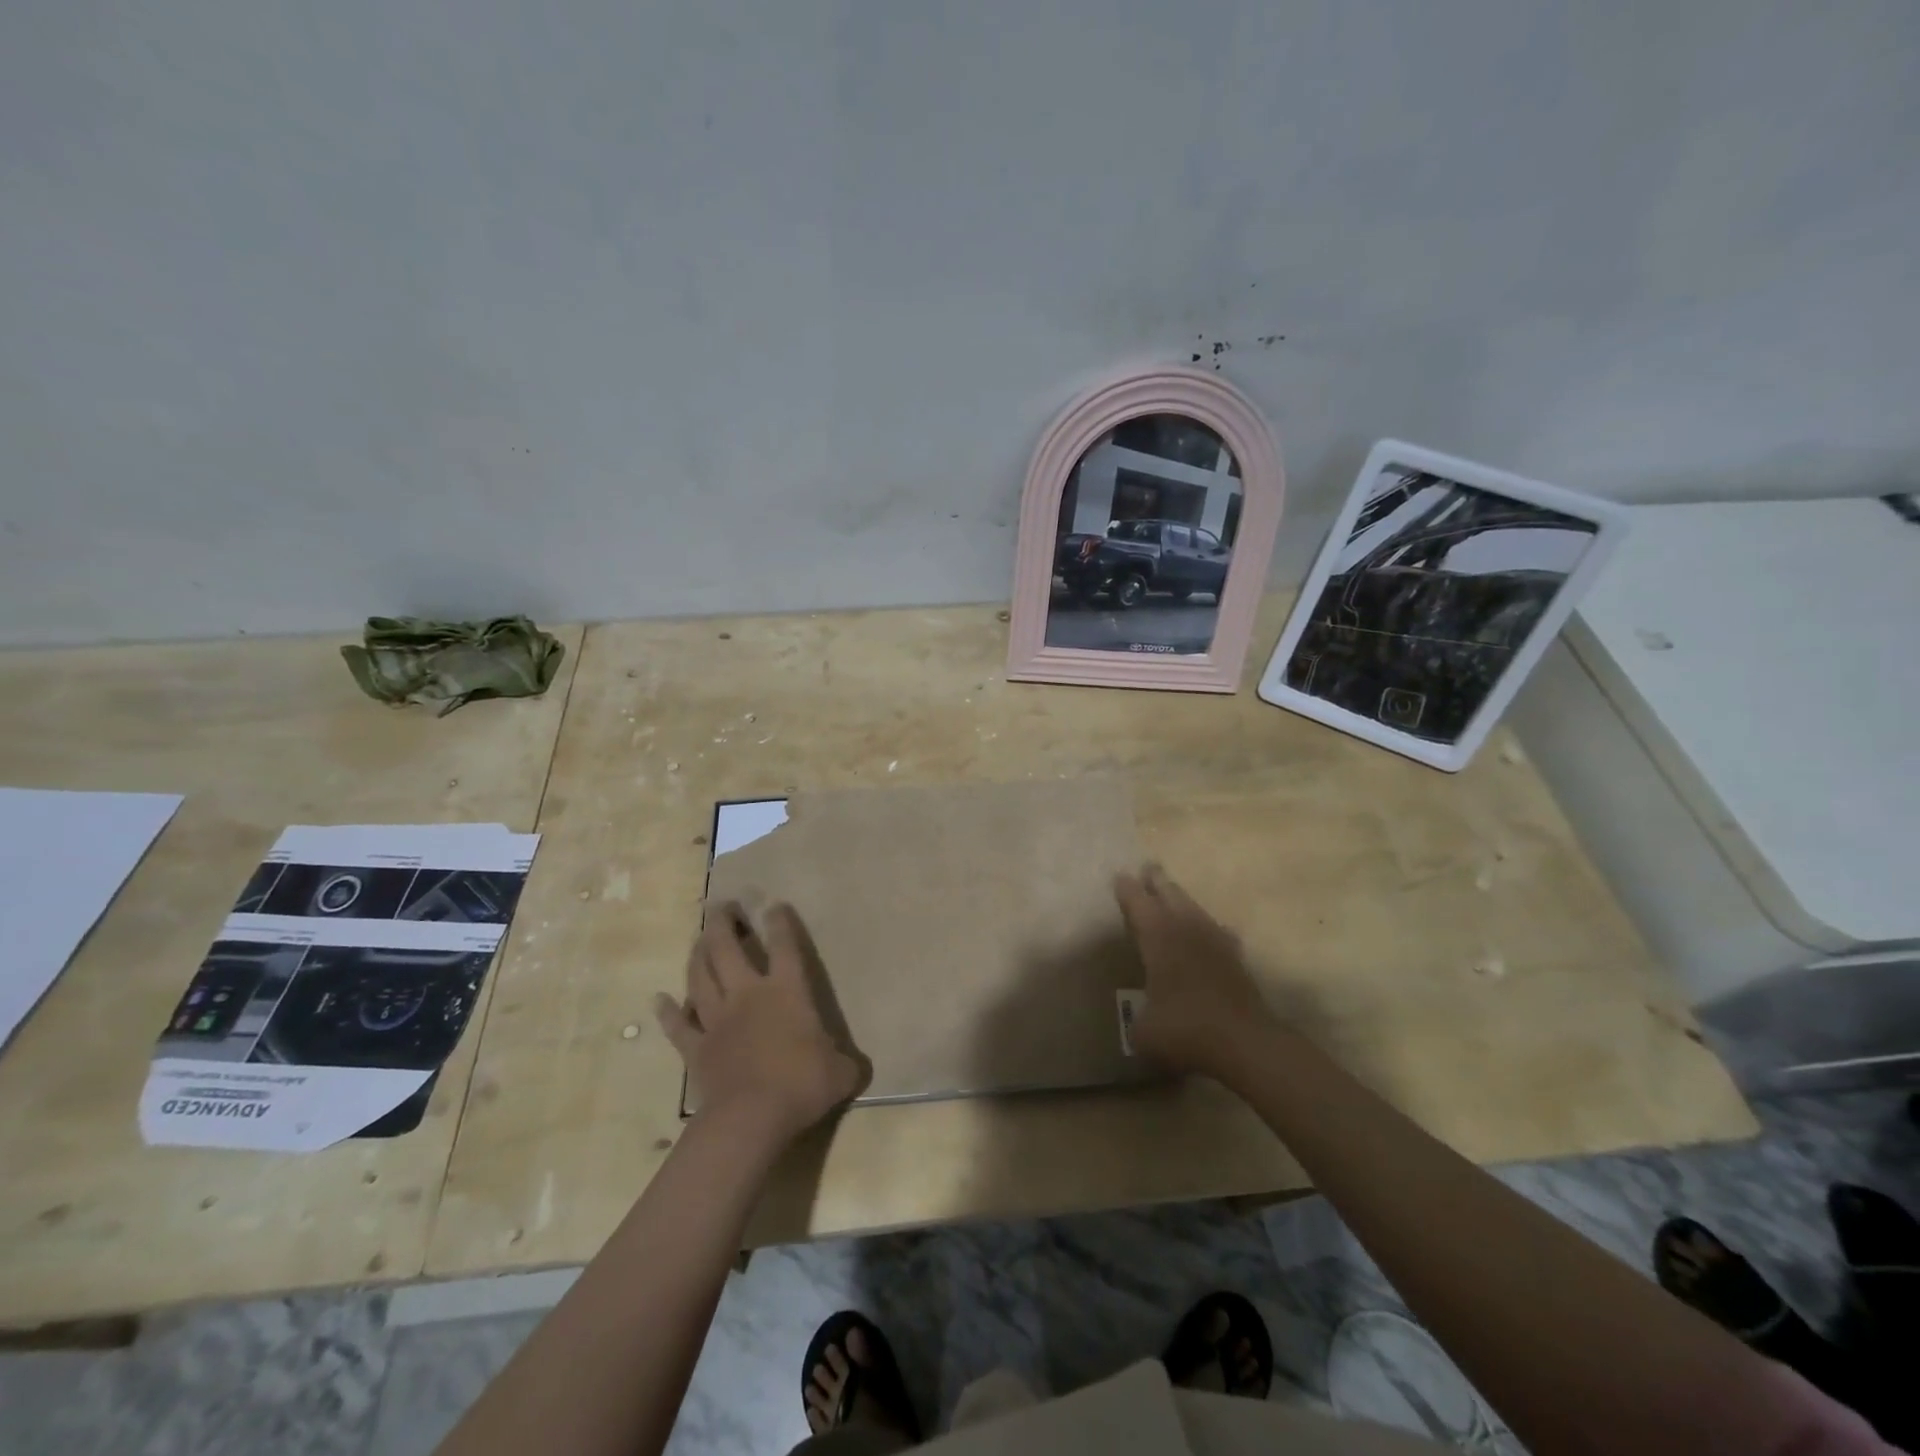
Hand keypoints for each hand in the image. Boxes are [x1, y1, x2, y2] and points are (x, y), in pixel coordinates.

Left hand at [655, 901, 868, 1147]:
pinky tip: (659, 1000)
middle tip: (720, 907)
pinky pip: (678, 1026)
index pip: (784, 946)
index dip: (780, 922)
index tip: (774, 904)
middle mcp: (748, 995)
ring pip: (700, 977)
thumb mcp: (842, 1073)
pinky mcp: (696, 1048)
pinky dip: (668, 1012)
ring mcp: (717, 1020)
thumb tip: (858, 1067)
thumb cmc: (801, 1085)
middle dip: (723, 923)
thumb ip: (847, 1063)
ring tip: (698, 939)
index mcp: (787, 991)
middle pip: (728, 948)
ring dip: (697, 955)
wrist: (751, 1117)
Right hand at [1115, 864, 1277, 1080]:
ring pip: (1196, 910)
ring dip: (1183, 900)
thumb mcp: (1144, 1032)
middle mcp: (1186, 931)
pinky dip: (1213, 930)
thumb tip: (1141, 1022)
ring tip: (1175, 895)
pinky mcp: (1237, 961)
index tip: (1120, 875)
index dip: (1128, 890)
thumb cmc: (1185, 1029)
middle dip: (1158, 881)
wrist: (1245, 1042)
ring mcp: (1216, 943)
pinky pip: (1221, 934)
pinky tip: (1215, 931)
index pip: (1139, 905)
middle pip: (1171, 896)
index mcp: (1158, 938)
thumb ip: (1138, 1020)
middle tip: (1149, 867)